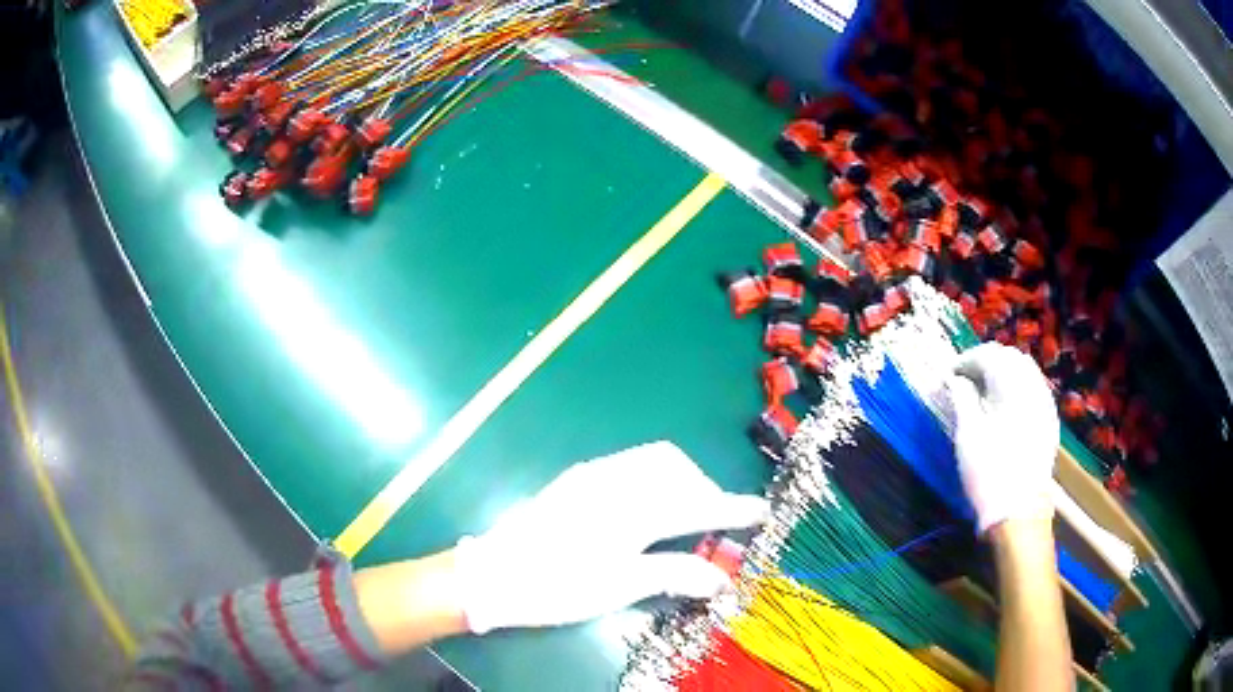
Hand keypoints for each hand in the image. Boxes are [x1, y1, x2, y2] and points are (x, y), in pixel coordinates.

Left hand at [453, 441, 768, 633]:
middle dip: (704, 489)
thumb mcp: (618, 587)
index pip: (696, 504)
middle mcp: (614, 480)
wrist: (494, 575)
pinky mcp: (577, 479)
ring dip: (680, 480)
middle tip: (714, 522)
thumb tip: (721, 578)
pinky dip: (654, 478)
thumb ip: (673, 574)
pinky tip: (649, 507)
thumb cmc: (557, 586)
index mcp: (629, 509)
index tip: (762, 511)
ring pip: (653, 460)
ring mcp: (592, 475)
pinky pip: (630, 463)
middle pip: (676, 469)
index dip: (732, 508)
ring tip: (684, 514)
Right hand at [945, 343, 1058, 534]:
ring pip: (1025, 370)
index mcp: (1011, 384)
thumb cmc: (989, 471)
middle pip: (1009, 356)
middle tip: (965, 380)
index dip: (965, 360)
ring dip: (1004, 373)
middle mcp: (1032, 385)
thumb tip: (954, 379)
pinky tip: (1006, 406)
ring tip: (984, 391)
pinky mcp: (1049, 420)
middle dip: (986, 362)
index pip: (988, 355)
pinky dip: (1018, 387)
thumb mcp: (967, 434)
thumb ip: (962, 398)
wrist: (1020, 511)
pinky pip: (1034, 389)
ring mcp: (1045, 402)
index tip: (949, 376)